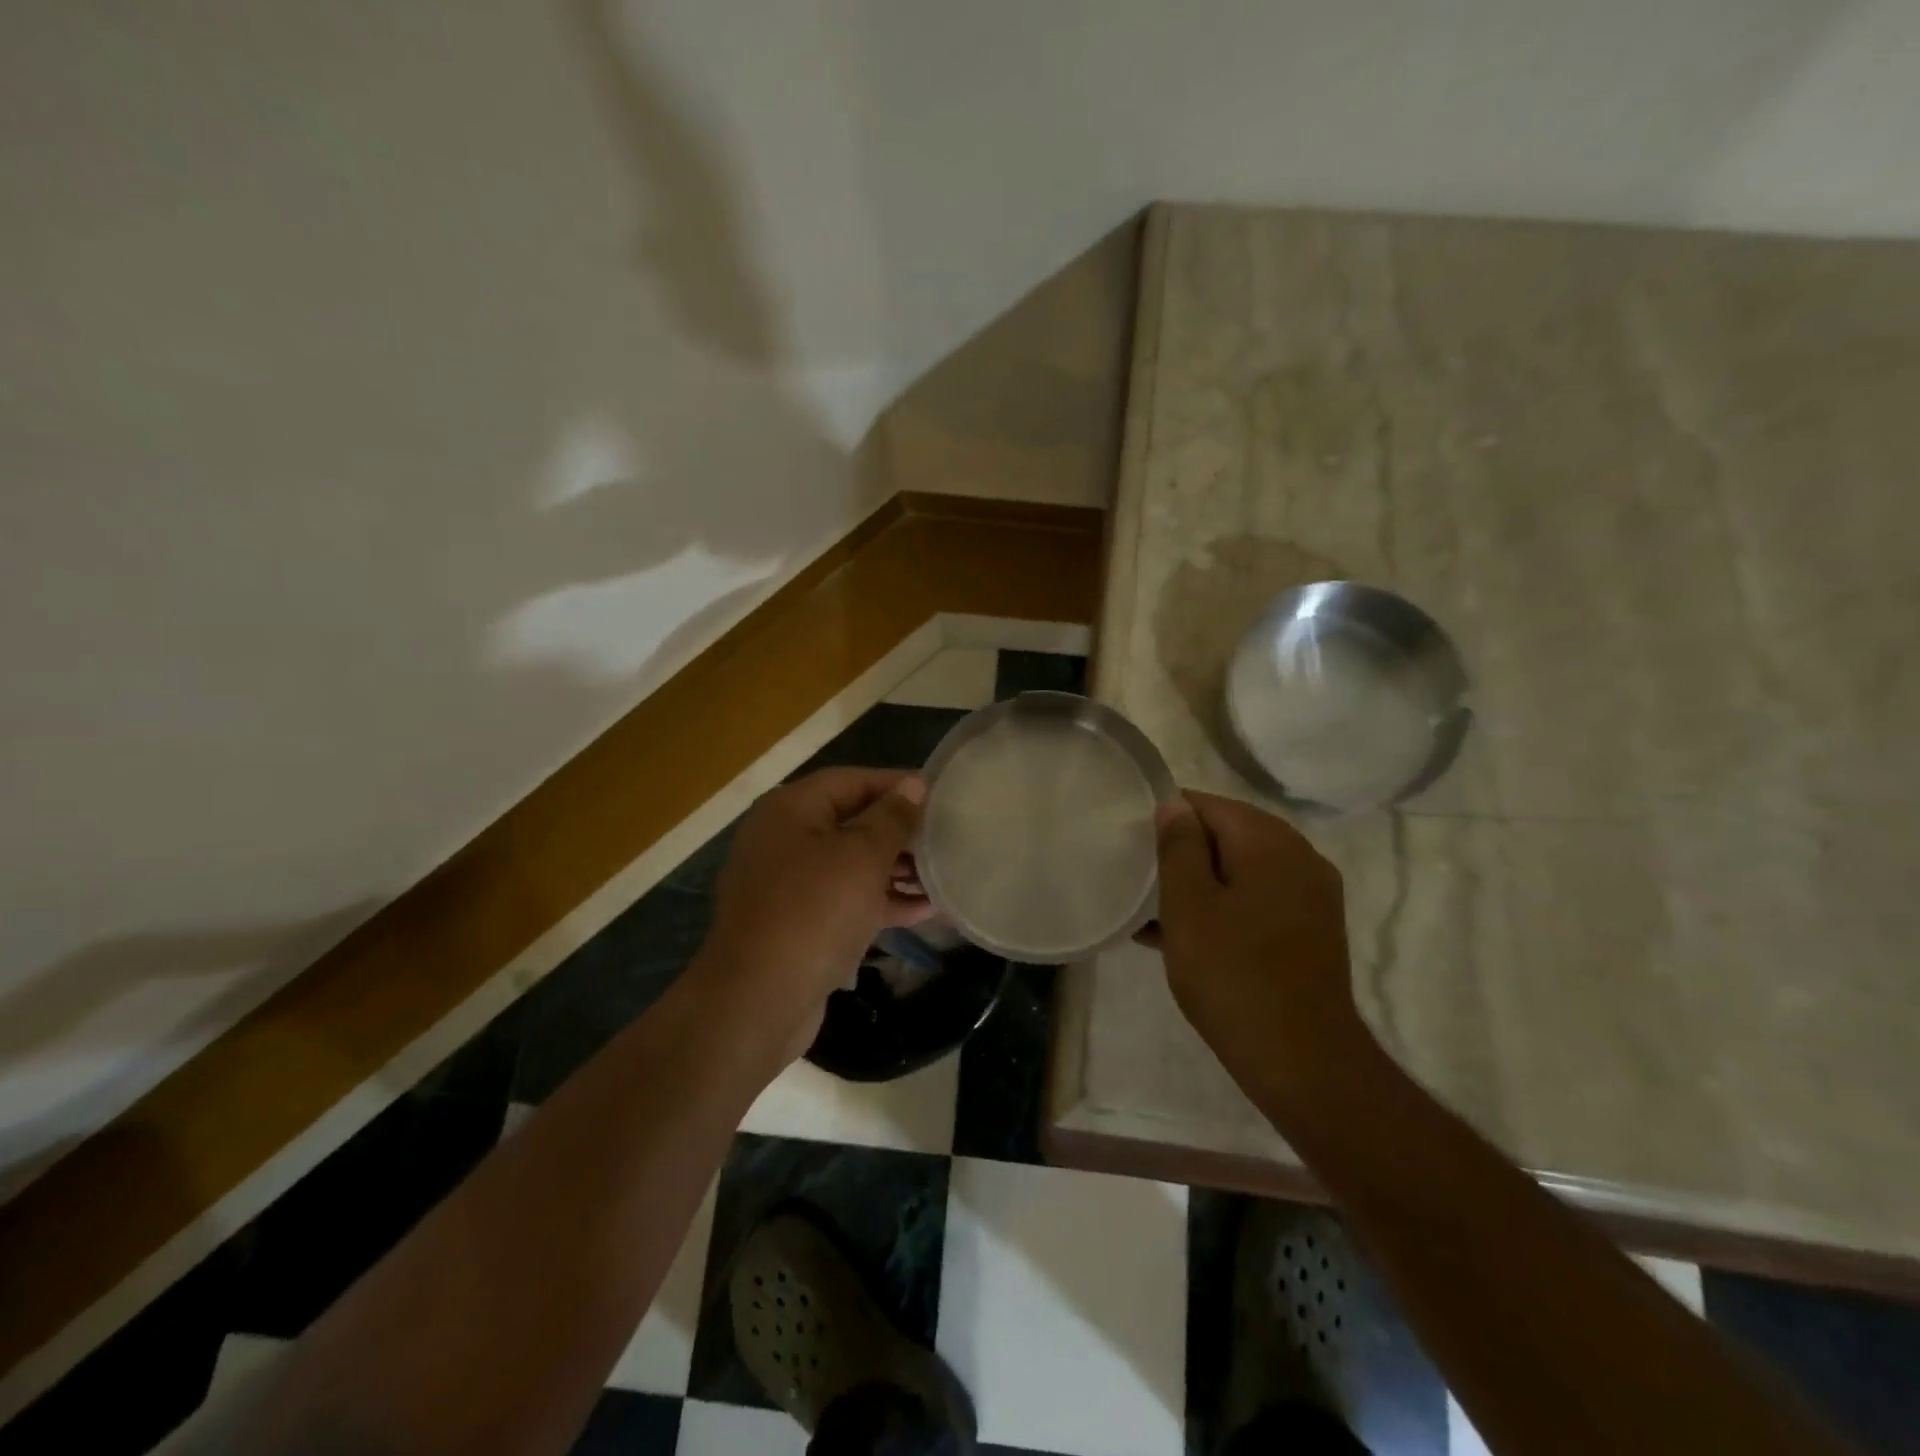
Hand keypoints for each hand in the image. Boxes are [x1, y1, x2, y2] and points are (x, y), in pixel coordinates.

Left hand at [695, 767, 930, 1063]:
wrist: (758, 1001)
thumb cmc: (814, 912)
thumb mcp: (861, 857)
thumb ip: (891, 818)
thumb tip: (913, 785)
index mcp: (791, 810)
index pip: (852, 780)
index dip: (897, 785)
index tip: (940, 795)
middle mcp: (785, 840)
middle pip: (851, 821)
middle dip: (899, 831)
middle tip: (946, 837)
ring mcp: (788, 885)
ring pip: (851, 864)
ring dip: (895, 869)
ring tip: (943, 874)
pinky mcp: (798, 924)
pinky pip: (845, 900)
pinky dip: (880, 901)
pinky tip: (925, 910)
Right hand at [1154, 791, 1374, 1095]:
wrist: (1303, 1061)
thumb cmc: (1233, 975)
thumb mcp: (1188, 906)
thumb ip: (1179, 847)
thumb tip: (1174, 803)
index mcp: (1269, 840)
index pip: (1206, 804)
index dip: (1166, 819)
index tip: (1133, 847)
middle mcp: (1299, 856)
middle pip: (1227, 834)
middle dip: (1182, 854)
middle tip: (1140, 882)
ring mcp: (1311, 894)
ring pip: (1241, 869)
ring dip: (1200, 884)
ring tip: (1155, 913)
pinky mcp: (1312, 929)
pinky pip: (1259, 899)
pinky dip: (1226, 907)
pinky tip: (1189, 937)